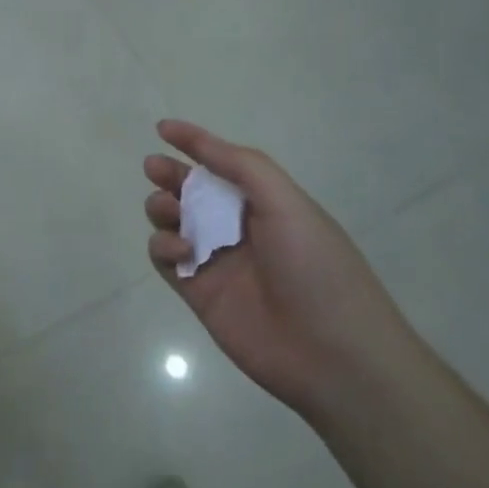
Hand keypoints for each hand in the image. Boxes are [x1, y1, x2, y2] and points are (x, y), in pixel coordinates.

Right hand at [145, 120, 414, 422]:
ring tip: (168, 209)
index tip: (163, 129)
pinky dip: (163, 246)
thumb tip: (196, 139)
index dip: (195, 144)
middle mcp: (238, 228)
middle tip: (154, 168)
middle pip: (192, 191)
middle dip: (170, 175)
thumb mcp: (288, 203)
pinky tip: (180, 249)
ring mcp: (217, 261)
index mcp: (266, 204)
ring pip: (173, 222)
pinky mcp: (199, 293)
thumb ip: (242, 165)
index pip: (223, 164)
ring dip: (162, 207)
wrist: (335, 358)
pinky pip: (166, 259)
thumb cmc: (317, 269)